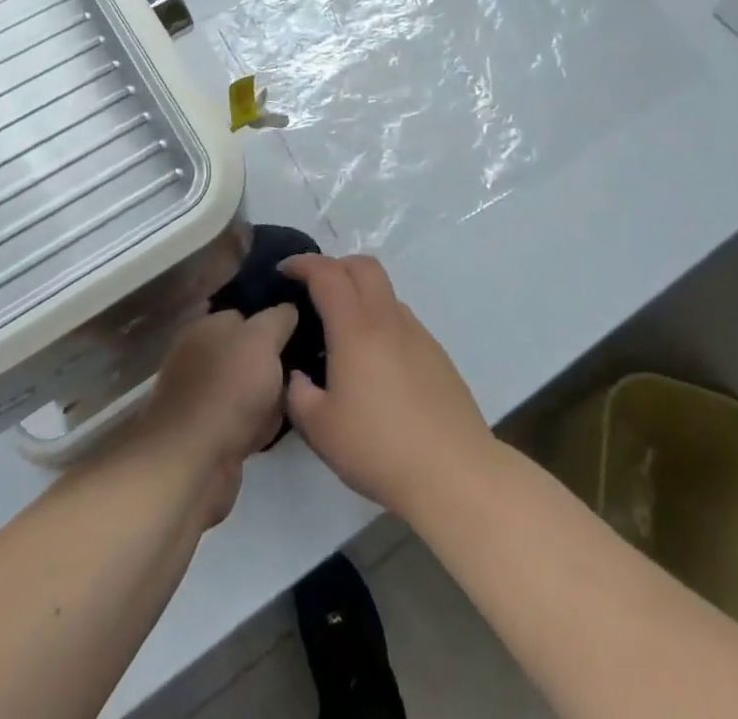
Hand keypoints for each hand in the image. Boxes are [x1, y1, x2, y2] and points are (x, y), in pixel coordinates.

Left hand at [136, 305, 297, 526]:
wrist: (194, 462)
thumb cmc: (229, 388)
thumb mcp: (262, 339)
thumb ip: (278, 319)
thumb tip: (289, 309)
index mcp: (204, 326)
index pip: (244, 313)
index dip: (272, 321)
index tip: (300, 331)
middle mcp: (198, 356)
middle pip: (247, 352)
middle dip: (273, 363)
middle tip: (301, 370)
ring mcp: (200, 396)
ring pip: (247, 388)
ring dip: (268, 397)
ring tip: (292, 402)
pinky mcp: (206, 432)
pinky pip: (241, 420)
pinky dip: (256, 425)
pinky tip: (271, 430)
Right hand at [279, 254, 493, 519]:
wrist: (453, 472)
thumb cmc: (378, 447)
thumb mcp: (319, 428)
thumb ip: (298, 394)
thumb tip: (297, 376)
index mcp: (355, 327)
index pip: (327, 274)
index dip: (303, 264)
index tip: (284, 271)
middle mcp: (388, 318)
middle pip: (363, 266)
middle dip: (335, 266)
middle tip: (313, 289)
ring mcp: (417, 333)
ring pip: (385, 293)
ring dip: (360, 295)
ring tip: (342, 332)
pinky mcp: (437, 354)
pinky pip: (401, 321)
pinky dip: (380, 322)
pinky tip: (373, 363)